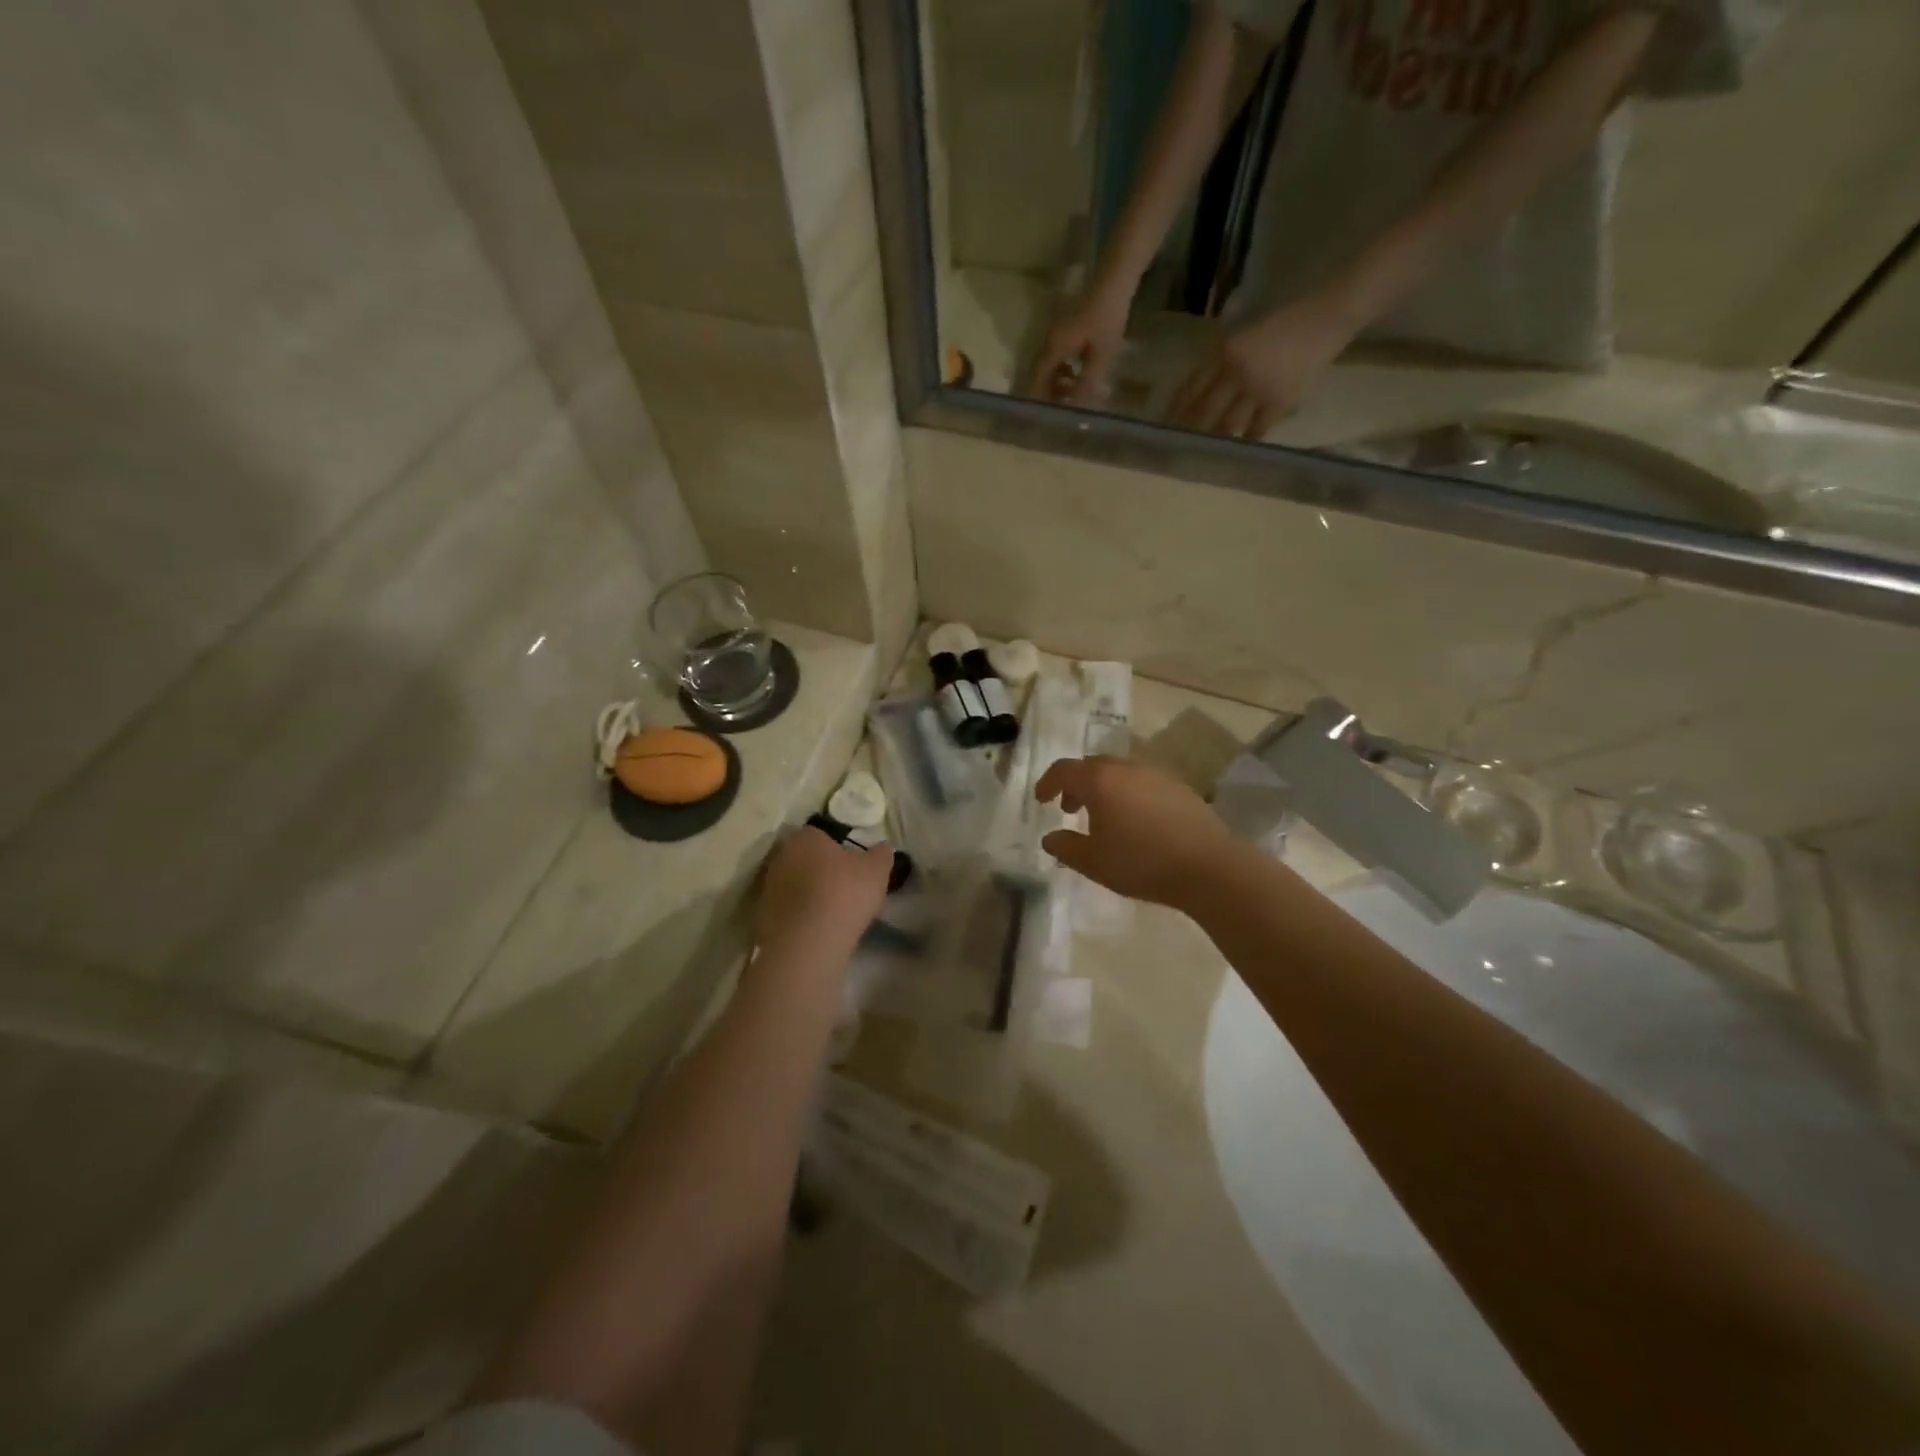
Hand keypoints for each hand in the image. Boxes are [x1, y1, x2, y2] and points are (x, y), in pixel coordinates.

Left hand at [755, 827, 892, 954]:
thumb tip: (881, 849)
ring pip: (793, 885)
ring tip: (830, 913)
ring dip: (807, 894)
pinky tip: (815, 930)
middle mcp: (780, 857)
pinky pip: (786, 910)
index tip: (852, 866)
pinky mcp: (761, 917)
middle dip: (820, 870)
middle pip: (804, 859)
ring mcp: (767, 888)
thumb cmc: (844, 894)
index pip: (821, 834)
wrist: (808, 943)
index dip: (838, 849)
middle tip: (843, 888)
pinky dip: (799, 917)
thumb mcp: (877, 870)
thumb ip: (881, 854)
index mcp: (805, 838)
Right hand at [1026, 287, 1131, 406]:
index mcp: (1054, 349)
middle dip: (1050, 393)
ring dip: (1059, 382)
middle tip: (1064, 408)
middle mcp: (1050, 342)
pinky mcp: (1066, 329)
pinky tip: (1080, 373)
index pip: (1036, 381)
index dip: (1038, 400)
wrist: (1114, 281)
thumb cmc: (1107, 318)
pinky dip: (1065, 369)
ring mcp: (1057, 334)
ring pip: (1050, 366)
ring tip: (1075, 393)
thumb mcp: (1101, 355)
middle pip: (1041, 375)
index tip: (1044, 417)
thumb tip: (1078, 410)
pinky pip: (1059, 356)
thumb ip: (1087, 383)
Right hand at [1034, 756, 1238, 910]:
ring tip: (1104, 819)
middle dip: (1076, 785)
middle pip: (1092, 766)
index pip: (1064, 770)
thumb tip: (1050, 837)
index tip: (1041, 800)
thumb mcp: (1093, 862)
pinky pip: (1143, 784)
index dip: (1047, 783)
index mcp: (1100, 780)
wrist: (1209, 867)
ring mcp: (1156, 775)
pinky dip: (1129, 795)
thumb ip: (1065, 847)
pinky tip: (1136, 823)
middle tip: (1070, 810)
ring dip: (1104, 790)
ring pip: (1120, 773)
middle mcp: (1127, 768)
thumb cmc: (1141, 862)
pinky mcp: (1180, 788)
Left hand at [1166, 290, 1357, 438]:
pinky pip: (1256, 429)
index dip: (1177, 409)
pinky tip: (1238, 450)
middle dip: (1190, 431)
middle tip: (1178, 447)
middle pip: (1204, 411)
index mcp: (1224, 353)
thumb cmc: (1283, 325)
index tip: (1165, 425)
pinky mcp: (1279, 401)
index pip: (1192, 387)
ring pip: (1227, 424)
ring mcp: (1257, 389)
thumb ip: (1221, 362)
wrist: (1324, 319)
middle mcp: (1236, 372)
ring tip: (1205, 453)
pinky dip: (1246, 440)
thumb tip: (1198, 391)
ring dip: (1215, 439)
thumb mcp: (1244, 337)